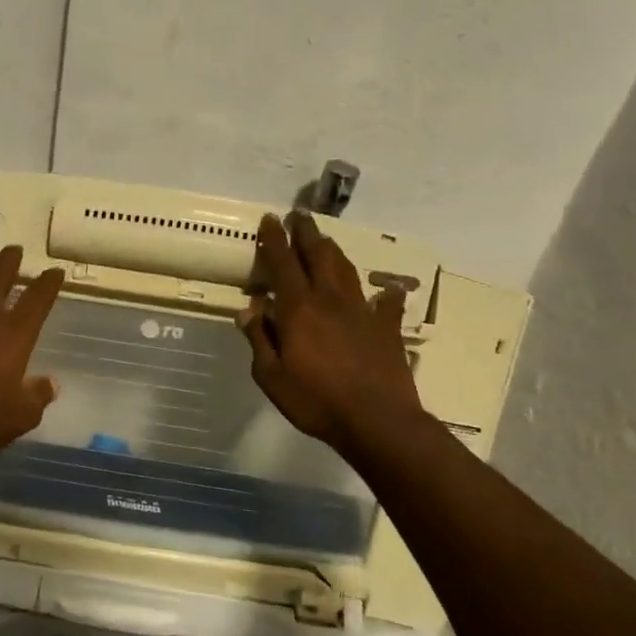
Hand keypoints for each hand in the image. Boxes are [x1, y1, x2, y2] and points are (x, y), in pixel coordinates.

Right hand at [237, 211, 421, 455]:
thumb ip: (259, 340)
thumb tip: (248, 310)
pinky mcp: (386, 327)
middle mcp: (330, 299)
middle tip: (299, 216)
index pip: (283, 264)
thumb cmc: (315, 400)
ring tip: (326, 240)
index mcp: (298, 309)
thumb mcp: (271, 377)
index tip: (270, 220)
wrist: (376, 420)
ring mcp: (362, 311)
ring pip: (346, 270)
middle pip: (318, 256)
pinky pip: (385, 303)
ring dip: (334, 251)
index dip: (274, 240)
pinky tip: (386, 289)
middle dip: (306, 233)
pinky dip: (384, 293)